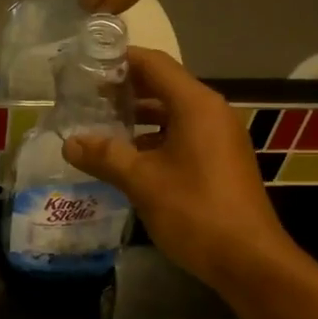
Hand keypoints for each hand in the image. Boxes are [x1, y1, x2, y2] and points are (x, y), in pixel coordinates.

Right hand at [62, 49, 293, 293]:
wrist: (248, 259)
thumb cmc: (195, 211)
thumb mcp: (142, 182)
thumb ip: (105, 156)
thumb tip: (69, 142)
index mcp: (196, 105)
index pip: (154, 64)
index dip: (120, 59)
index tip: (87, 63)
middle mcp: (211, 112)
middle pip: (164, 86)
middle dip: (125, 89)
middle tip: (85, 95)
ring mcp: (220, 137)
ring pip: (173, 114)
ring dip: (138, 117)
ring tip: (100, 124)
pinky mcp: (220, 161)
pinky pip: (183, 136)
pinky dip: (154, 139)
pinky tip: (128, 157)